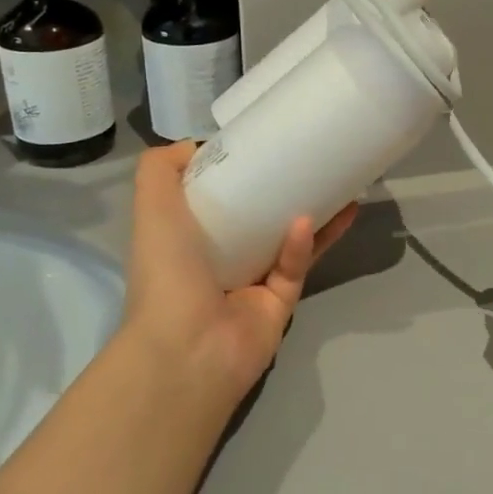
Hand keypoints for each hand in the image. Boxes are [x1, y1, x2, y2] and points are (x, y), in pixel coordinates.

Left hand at [120, 142, 356, 406]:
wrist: (186, 350)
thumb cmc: (168, 274)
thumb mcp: (151, 209)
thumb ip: (160, 170)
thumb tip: (194, 145)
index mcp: (188, 238)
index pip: (216, 199)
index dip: (237, 172)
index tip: (263, 144)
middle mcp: (220, 259)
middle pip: (258, 217)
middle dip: (284, 190)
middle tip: (314, 160)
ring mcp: (252, 283)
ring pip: (288, 241)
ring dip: (312, 214)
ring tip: (341, 185)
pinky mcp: (280, 303)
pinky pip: (296, 268)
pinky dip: (302, 245)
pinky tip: (313, 220)